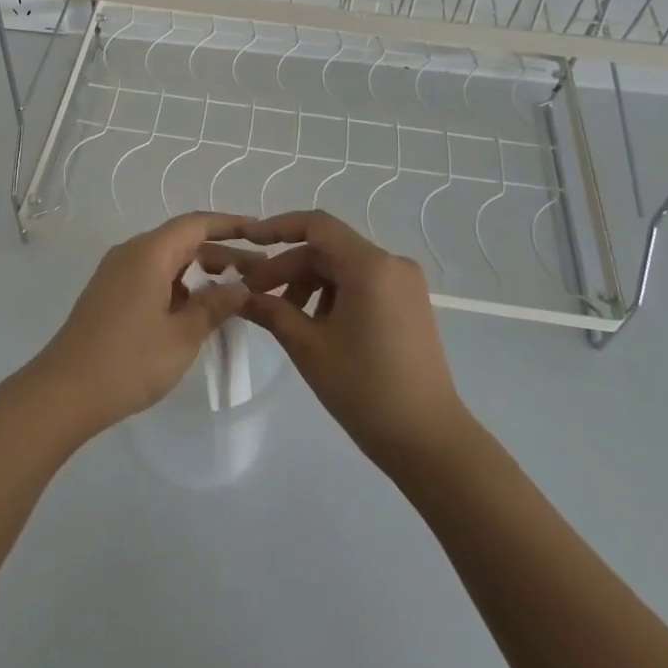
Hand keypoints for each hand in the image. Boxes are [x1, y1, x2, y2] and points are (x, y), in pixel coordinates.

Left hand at [27, 213, 253, 440]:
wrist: (65, 391)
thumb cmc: (129, 360)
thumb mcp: (182, 336)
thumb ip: (214, 306)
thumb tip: (241, 287)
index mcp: (149, 252)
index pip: (196, 224)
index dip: (230, 225)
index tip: (260, 232)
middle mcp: (131, 252)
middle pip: (183, 241)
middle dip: (222, 254)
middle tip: (260, 273)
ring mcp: (116, 273)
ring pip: (168, 260)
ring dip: (201, 272)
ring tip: (235, 292)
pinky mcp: (109, 293)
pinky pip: (152, 276)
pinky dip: (179, 285)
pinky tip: (197, 309)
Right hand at [207, 211, 467, 472]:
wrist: (429, 442)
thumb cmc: (365, 389)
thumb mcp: (308, 347)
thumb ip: (270, 310)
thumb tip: (238, 294)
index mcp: (370, 265)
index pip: (316, 225)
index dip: (277, 227)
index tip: (247, 241)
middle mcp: (391, 264)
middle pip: (327, 249)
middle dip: (288, 267)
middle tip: (254, 294)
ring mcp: (404, 284)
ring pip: (343, 267)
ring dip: (309, 283)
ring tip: (284, 316)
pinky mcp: (410, 304)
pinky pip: (362, 283)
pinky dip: (333, 294)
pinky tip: (315, 325)